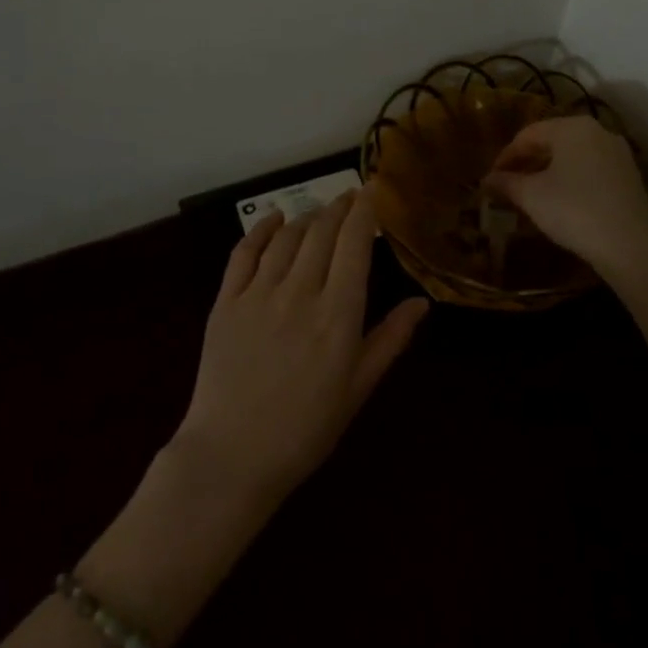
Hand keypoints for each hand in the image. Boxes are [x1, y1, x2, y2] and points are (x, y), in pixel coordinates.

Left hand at [174, 187, 427, 503]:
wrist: (232, 456)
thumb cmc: (305, 429)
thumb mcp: (357, 389)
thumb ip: (389, 340)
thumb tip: (420, 303)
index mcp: (338, 315)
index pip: (354, 245)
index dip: (364, 212)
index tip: (372, 191)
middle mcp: (300, 293)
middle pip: (321, 232)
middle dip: (339, 207)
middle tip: (350, 196)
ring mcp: (258, 294)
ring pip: (287, 237)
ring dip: (306, 216)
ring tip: (319, 212)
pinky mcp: (226, 301)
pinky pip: (244, 251)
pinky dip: (261, 228)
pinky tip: (273, 219)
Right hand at [483, 116, 647, 276]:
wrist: (632, 246)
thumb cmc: (574, 210)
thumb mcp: (531, 196)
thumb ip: (506, 183)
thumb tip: (487, 180)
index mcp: (572, 127)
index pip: (528, 134)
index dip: (506, 156)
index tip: (491, 179)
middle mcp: (597, 132)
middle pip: (552, 141)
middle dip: (527, 163)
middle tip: (508, 186)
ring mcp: (617, 154)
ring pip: (572, 157)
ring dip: (548, 172)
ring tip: (530, 195)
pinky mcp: (629, 177)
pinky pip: (590, 170)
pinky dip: (570, 180)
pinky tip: (559, 202)